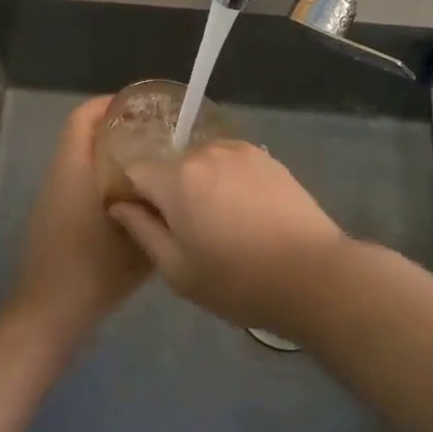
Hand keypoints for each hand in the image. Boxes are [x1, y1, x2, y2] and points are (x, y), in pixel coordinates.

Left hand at [6, 96, 151, 346]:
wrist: (47, 315)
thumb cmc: (93, 271)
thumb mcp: (139, 243)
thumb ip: (158, 213)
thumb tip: (178, 192)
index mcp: (74, 170)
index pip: (83, 118)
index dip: (109, 104)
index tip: (142, 107)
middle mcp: (59, 176)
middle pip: (82, 136)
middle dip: (116, 129)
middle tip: (155, 136)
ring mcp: (51, 198)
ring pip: (80, 161)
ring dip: (109, 156)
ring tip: (149, 167)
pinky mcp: (51, 219)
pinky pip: (77, 183)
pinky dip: (100, 180)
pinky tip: (130, 201)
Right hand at [107, 141, 345, 331]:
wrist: (313, 275)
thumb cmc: (237, 281)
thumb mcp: (177, 270)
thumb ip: (142, 231)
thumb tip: (119, 205)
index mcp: (177, 178)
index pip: (135, 171)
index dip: (134, 196)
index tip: (146, 222)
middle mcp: (206, 151)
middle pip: (171, 166)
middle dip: (170, 191)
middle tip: (189, 231)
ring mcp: (240, 150)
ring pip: (203, 162)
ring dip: (201, 184)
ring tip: (222, 223)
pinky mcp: (267, 157)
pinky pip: (231, 163)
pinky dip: (229, 181)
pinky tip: (246, 213)